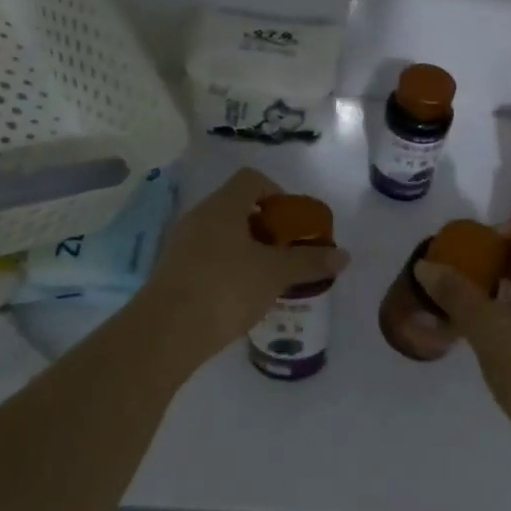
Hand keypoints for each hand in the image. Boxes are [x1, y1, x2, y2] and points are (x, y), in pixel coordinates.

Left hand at [138, 168, 348, 362]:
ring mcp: (181, 243)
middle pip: (237, 207)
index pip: (252, 179)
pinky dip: (227, 266)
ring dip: (247, 248)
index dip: (277, 194)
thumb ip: (309, 262)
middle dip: (266, 227)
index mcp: (222, 206)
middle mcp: (199, 216)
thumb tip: (344, 255)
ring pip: (221, 234)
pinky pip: (207, 256)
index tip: (293, 223)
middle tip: (286, 252)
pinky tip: (241, 294)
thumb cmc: (226, 288)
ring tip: (267, 276)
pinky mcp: (172, 270)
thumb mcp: (274, 274)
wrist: (166, 332)